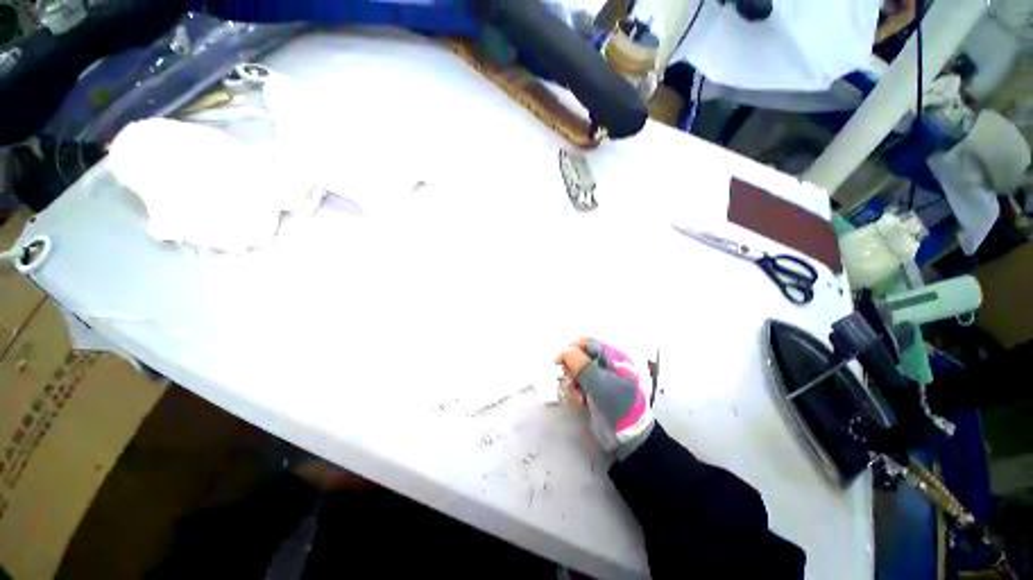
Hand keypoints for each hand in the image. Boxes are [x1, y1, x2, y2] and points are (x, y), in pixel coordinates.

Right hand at [555, 338, 653, 457]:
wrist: (628, 439)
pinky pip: (578, 384)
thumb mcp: (600, 384)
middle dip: (572, 371)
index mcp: (614, 357)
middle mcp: (606, 364)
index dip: (571, 350)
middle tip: (570, 384)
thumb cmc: (618, 407)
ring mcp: (600, 378)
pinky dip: (575, 393)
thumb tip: (565, 351)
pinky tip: (581, 403)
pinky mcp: (594, 390)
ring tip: (579, 398)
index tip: (558, 362)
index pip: (587, 344)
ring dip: (573, 384)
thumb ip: (581, 365)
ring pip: (576, 372)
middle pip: (579, 357)